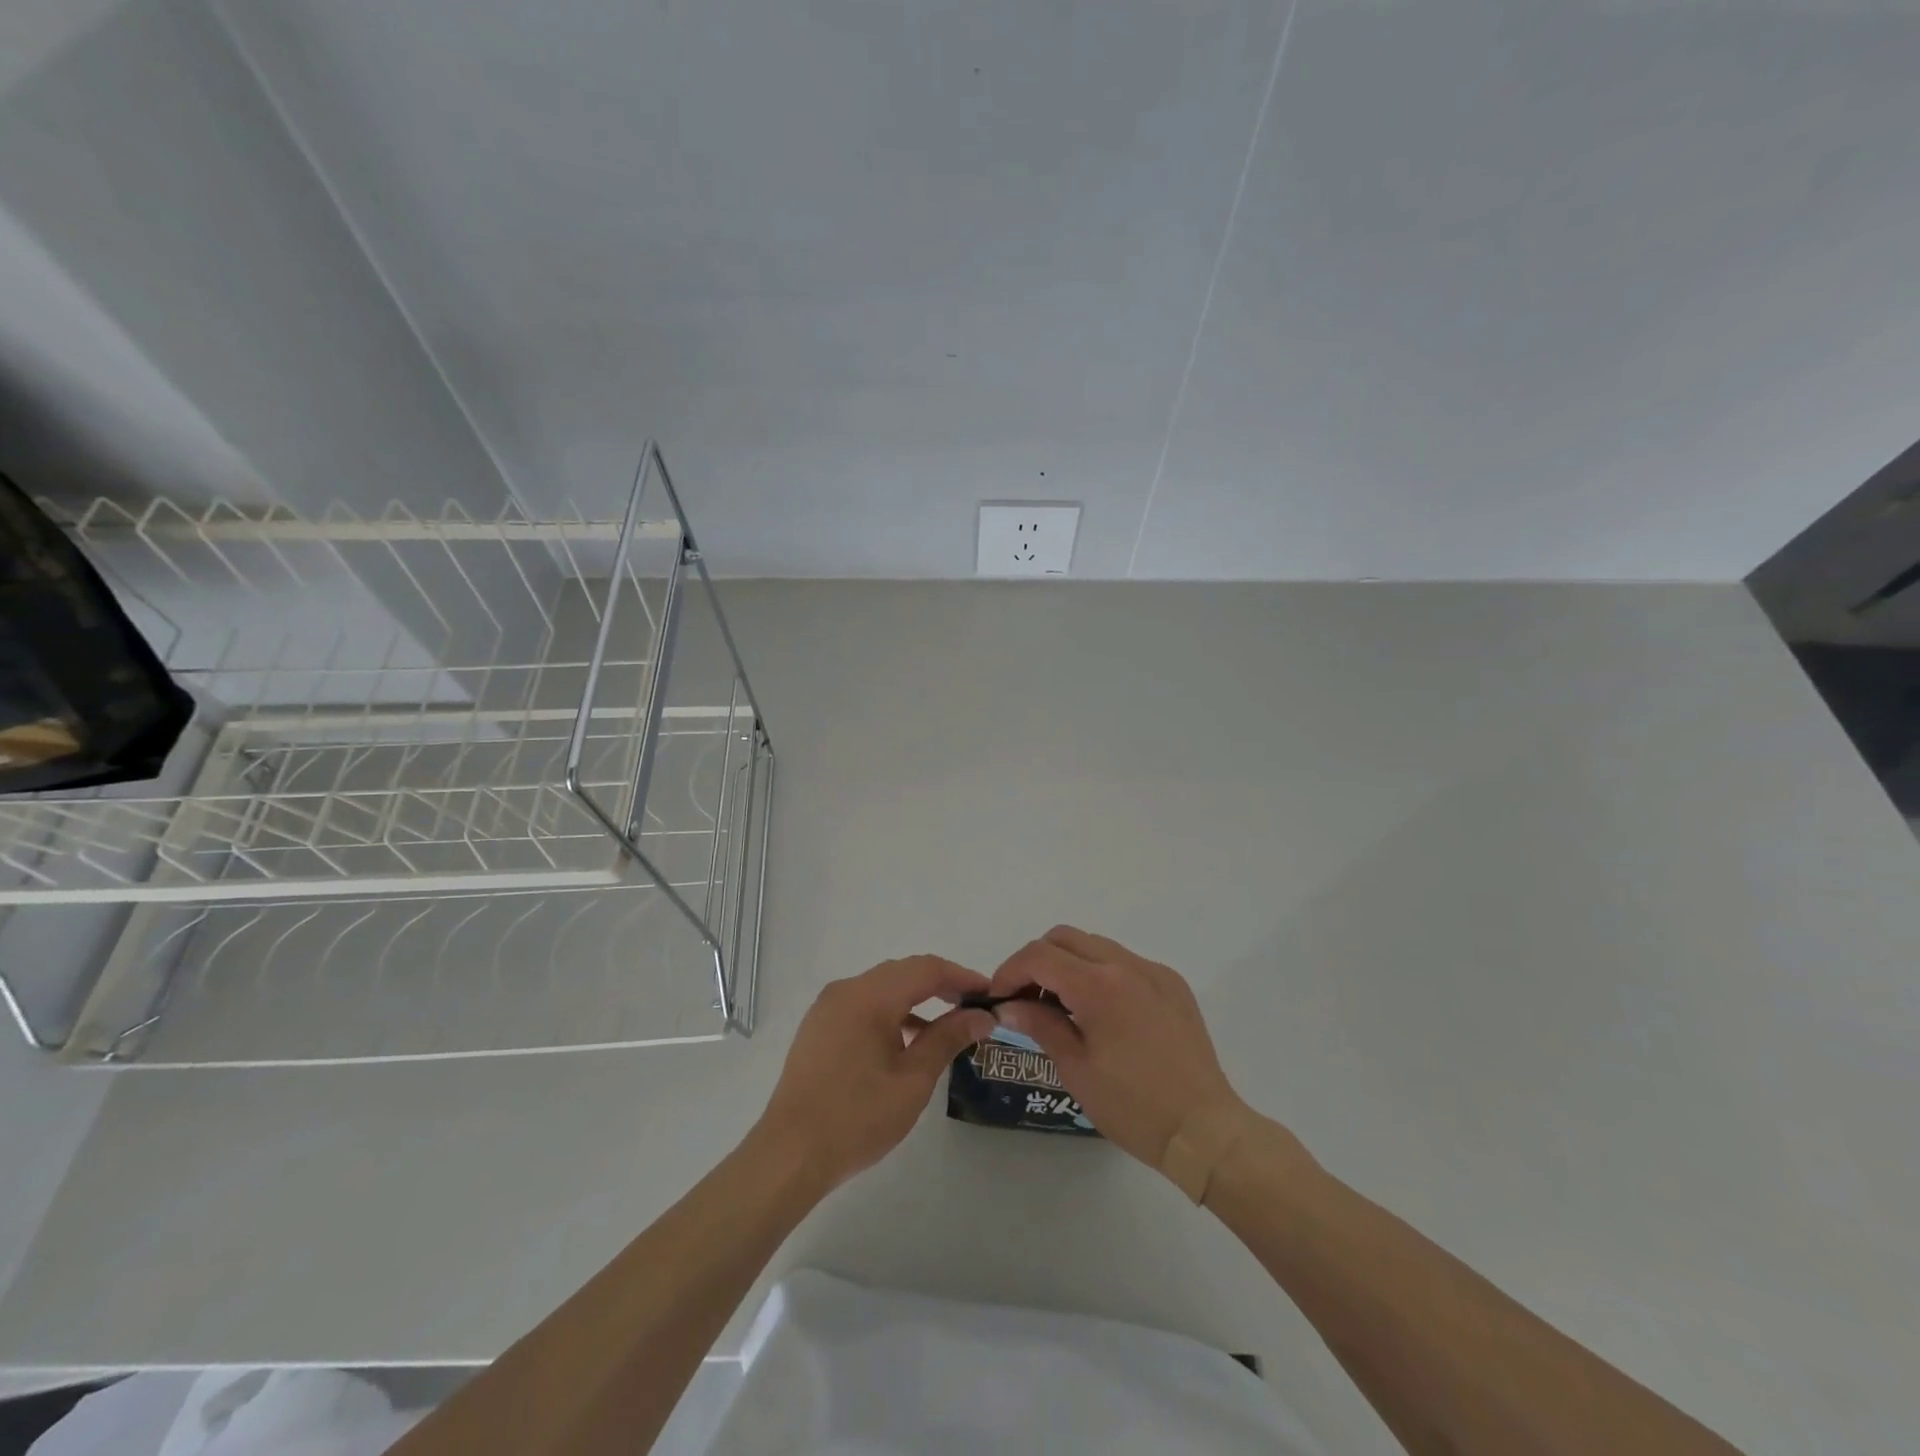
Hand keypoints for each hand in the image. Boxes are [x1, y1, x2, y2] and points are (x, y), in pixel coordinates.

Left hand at [756, 956, 996, 1190]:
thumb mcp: (913, 1080)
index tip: (990, 994)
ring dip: (916, 998)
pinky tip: (908, 1040)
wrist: (789, 1155)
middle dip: (941, 984)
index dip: (961, 977)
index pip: (926, 969)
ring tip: (948, 1025)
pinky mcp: (819, 1027)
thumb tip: (982, 1016)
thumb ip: (948, 1039)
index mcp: (869, 996)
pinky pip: (864, 1005)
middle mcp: (846, 990)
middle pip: (903, 972)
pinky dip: (891, 1012)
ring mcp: (828, 1007)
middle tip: (973, 1007)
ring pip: (882, 987)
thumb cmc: (857, 1118)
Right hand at [990, 927, 1249, 1169]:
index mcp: (1099, 985)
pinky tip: (1099, 1012)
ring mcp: (1153, 971)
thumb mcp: (1075, 1068)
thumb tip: (1008, 1004)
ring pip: (1095, 945)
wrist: (1204, 1130)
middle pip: (1065, 938)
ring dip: (1068, 964)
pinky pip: (1124, 961)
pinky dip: (1100, 973)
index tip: (997, 998)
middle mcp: (1127, 964)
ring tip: (1059, 1006)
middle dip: (1036, 961)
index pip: (1040, 956)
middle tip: (1024, 998)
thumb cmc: (1133, 1106)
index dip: (1010, 971)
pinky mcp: (1172, 984)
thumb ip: (1039, 1024)